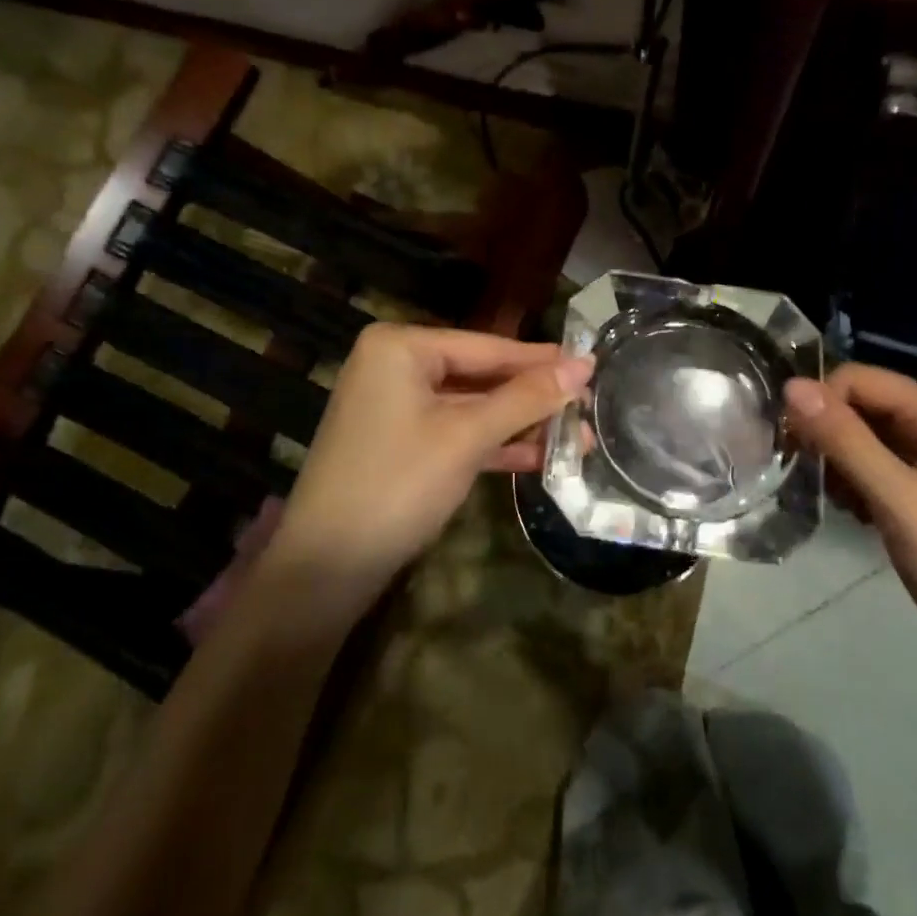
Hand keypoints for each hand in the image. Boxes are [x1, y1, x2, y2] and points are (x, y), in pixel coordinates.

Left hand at [271, 324, 592, 602]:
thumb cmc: (397, 485)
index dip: (542, 360)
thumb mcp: (467, 437)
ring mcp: (396, 406)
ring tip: (578, 438)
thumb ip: (526, 399)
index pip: (487, 346)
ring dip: (520, 425)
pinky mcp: (400, 443)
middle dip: (534, 399)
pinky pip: (455, 432)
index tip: (592, 365)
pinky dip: (492, 444)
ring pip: (471, 407)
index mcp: (401, 347)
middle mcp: (396, 366)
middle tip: (590, 406)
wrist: (324, 569)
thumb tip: (585, 365)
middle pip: (481, 375)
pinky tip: (538, 458)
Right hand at [785, 365, 916, 689]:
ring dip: (840, 460)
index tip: (793, 447)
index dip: (819, 404)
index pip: (858, 378)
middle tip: (808, 477)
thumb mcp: (901, 503)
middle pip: (861, 402)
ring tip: (837, 501)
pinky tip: (857, 512)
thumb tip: (792, 386)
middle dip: (828, 434)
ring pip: (865, 431)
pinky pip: (879, 457)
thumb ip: (847, 442)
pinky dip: (857, 478)